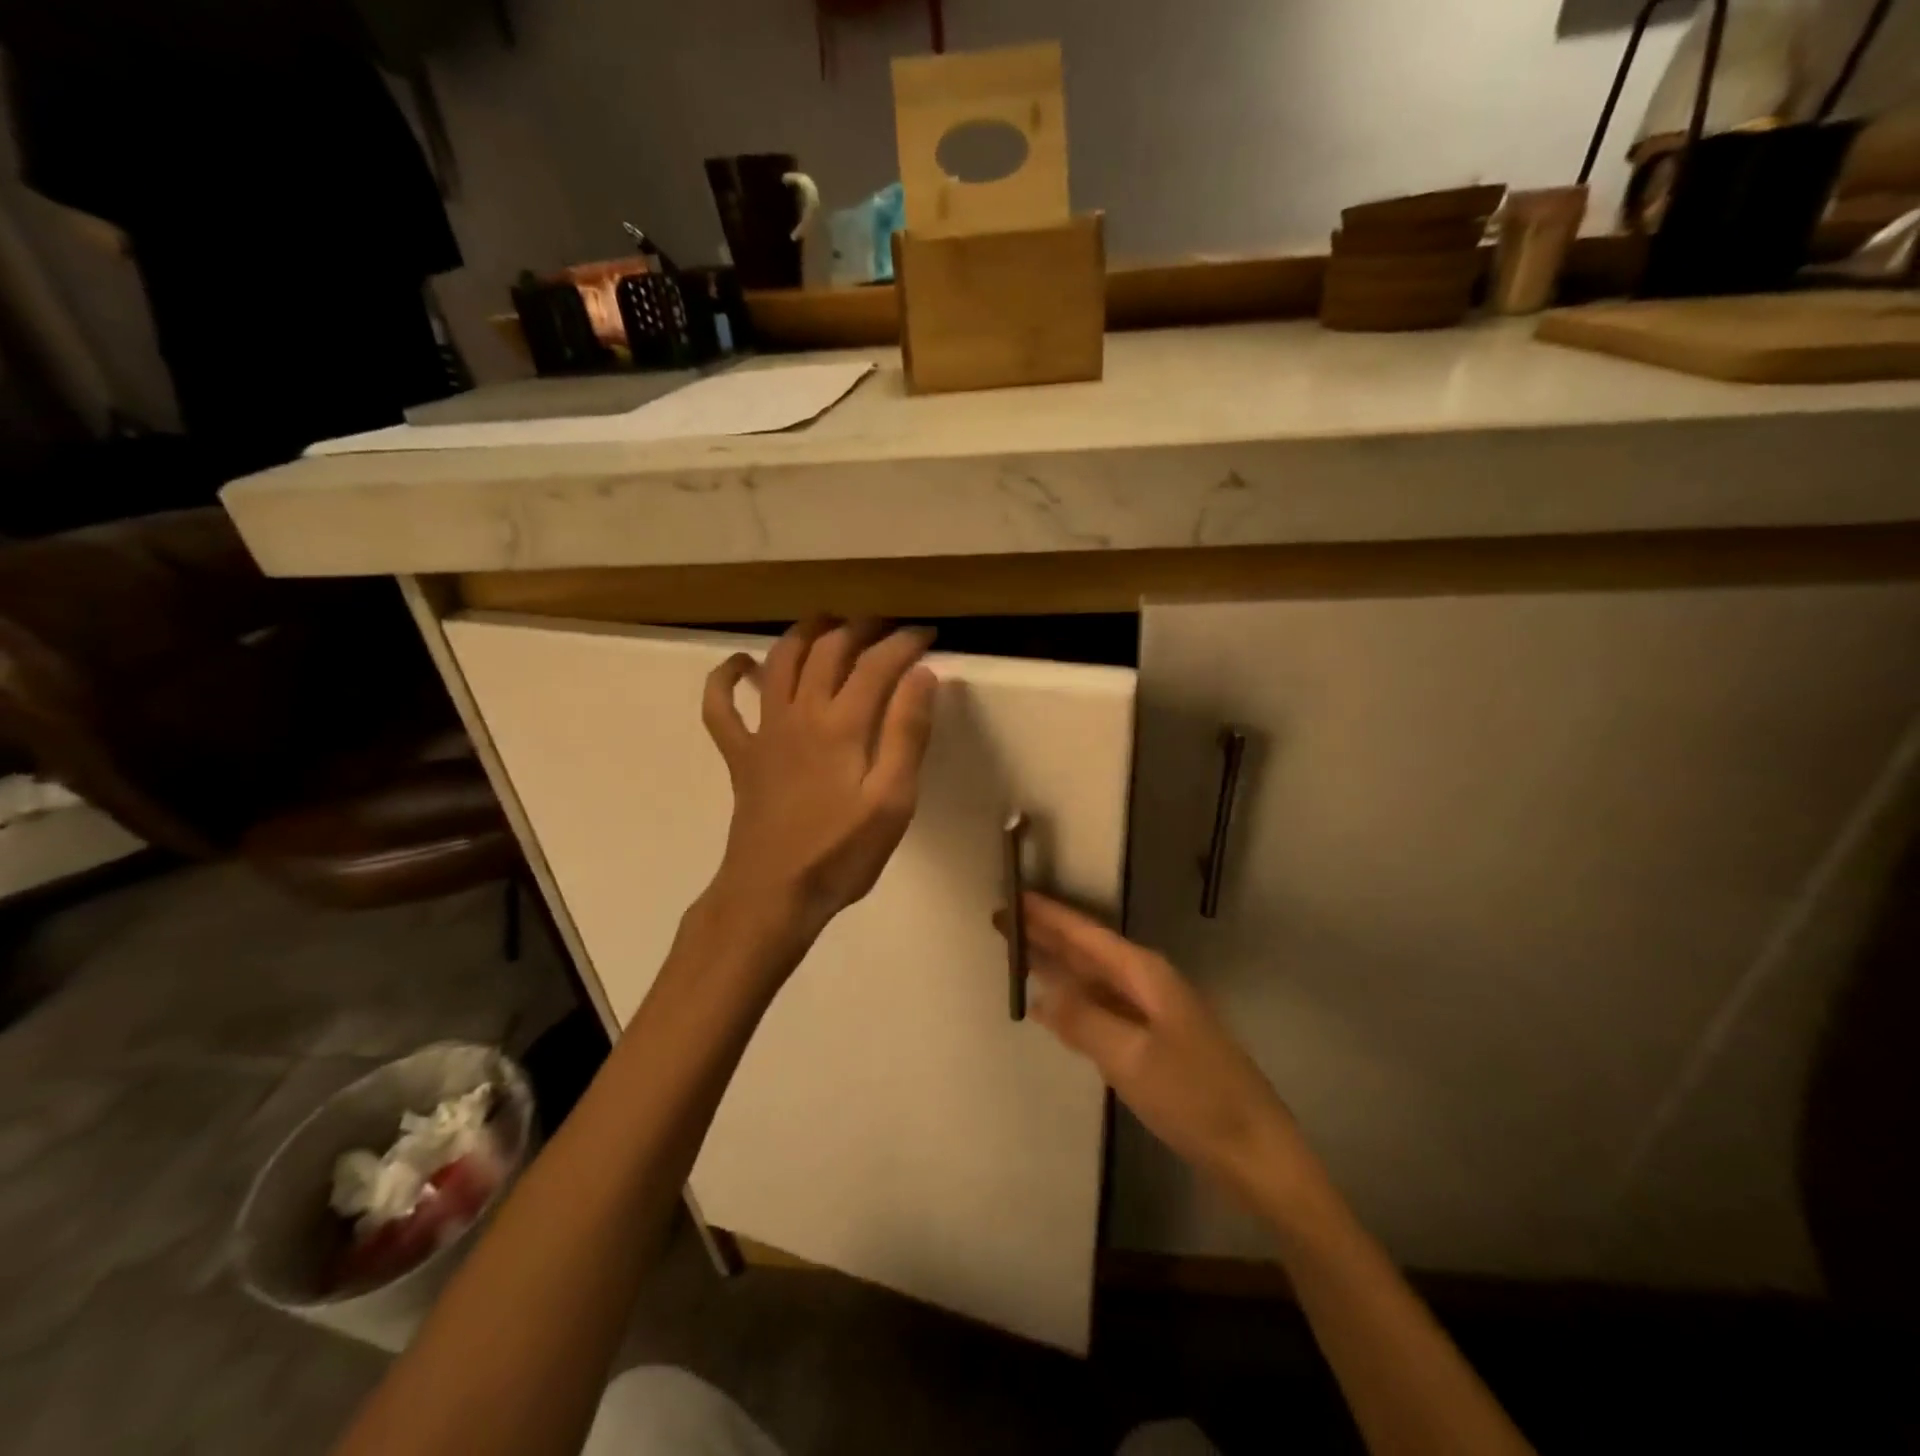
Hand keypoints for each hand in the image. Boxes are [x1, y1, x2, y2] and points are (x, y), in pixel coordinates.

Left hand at [702, 618, 936, 951]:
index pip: (877, 664)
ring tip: (827, 622)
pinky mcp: (740, 754)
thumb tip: (923, 675)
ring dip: (803, 633)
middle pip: (828, 650)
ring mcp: (764, 731)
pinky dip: (726, 679)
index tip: (929, 635)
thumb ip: (907, 734)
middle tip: (887, 626)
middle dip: (860, 628)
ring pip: (778, 661)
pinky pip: (720, 707)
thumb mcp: (892, 801)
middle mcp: (800, 713)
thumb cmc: (841, 854)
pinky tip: (740, 666)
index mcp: (842, 725)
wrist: (773, 894)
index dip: (905, 642)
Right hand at [999, 893, 1301, 1204]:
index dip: (1048, 915)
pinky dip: (1074, 999)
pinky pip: (1101, 1006)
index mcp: (1145, 974)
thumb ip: (1084, 1021)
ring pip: (1093, 977)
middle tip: (1001, 920)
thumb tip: (1042, 993)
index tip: (1011, 896)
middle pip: (1088, 950)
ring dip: (1057, 964)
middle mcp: (1148, 983)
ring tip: (1018, 951)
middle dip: (1046, 934)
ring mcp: (1152, 1013)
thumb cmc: (1194, 1097)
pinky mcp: (1152, 1041)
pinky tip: (1053, 1005)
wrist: (1254, 1149)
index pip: (1085, 934)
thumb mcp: (1131, 1058)